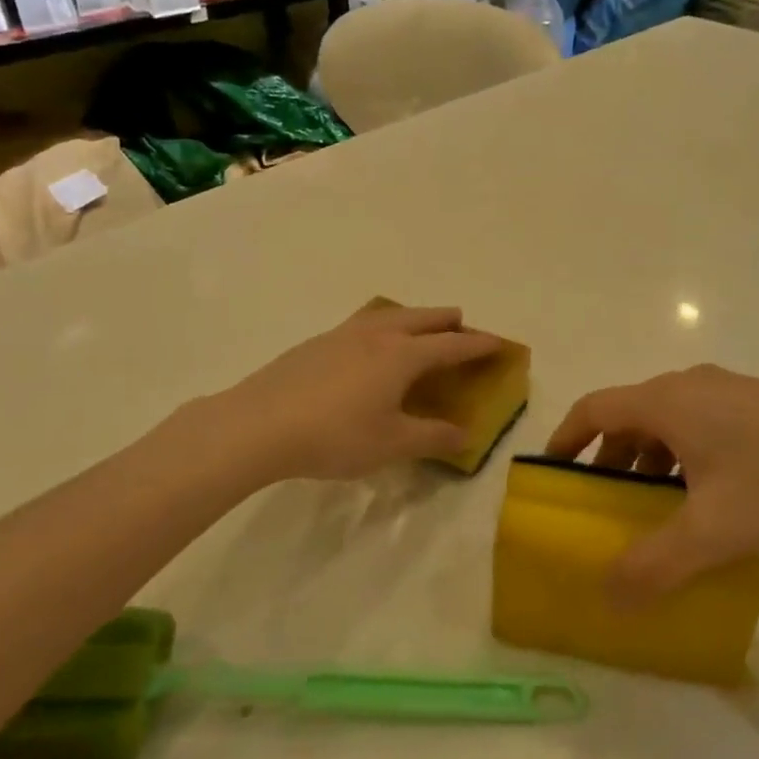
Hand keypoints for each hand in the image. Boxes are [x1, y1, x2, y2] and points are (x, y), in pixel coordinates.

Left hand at [197, 304, 503, 483]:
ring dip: (413, 317)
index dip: (478, 344)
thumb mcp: (392, 444)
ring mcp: (343, 334)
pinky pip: (362, 324)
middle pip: (422, 318)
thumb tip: (467, 435)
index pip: (451, 345)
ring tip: (418, 327)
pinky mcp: (316, 343)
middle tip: (463, 326)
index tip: (499, 343)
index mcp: (402, 355)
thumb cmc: (335, 436)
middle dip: (448, 321)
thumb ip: (433, 437)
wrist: (259, 424)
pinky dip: (382, 326)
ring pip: (389, 314)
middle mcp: (377, 335)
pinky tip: (368, 346)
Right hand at [546, 365, 758, 599]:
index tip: (552, 473)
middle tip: (604, 504)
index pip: (595, 408)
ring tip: (655, 508)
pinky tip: (708, 496)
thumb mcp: (713, 531)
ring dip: (649, 460)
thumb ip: (654, 565)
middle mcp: (690, 384)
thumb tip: (608, 596)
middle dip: (609, 459)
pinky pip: (699, 422)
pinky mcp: (758, 403)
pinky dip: (683, 454)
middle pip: (629, 415)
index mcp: (667, 401)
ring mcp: (728, 390)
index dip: (566, 438)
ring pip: (667, 421)